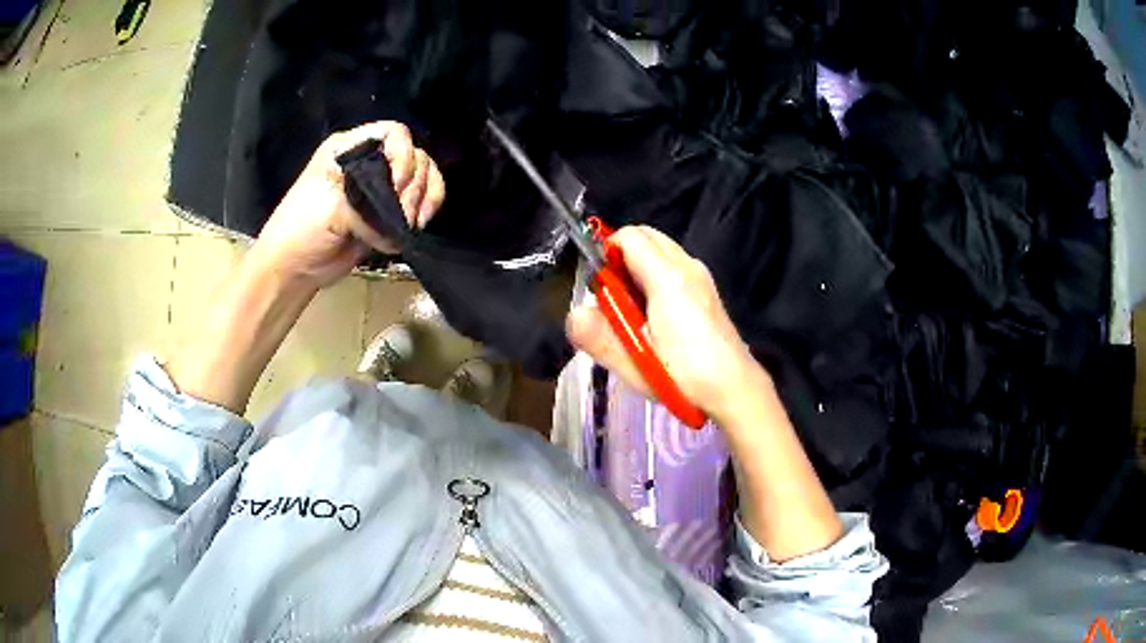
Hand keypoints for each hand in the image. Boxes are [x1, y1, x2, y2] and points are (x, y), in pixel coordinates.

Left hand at [246, 121, 444, 289]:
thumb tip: (398, 222)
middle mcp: (368, 161)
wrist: (295, 269)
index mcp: (349, 149)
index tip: (396, 186)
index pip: (394, 133)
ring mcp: (380, 186)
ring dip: (422, 200)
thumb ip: (368, 205)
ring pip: (423, 177)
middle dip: (413, 186)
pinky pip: (423, 200)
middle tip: (400, 215)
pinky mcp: (388, 211)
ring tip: (408, 225)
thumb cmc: (302, 230)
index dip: (403, 156)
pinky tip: (416, 226)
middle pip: (414, 156)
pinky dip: (426, 210)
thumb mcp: (331, 208)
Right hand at [566, 226, 769, 423]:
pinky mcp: (707, 289)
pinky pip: (674, 265)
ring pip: (661, 250)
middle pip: (647, 236)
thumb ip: (600, 337)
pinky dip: (656, 275)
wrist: (733, 388)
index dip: (606, 251)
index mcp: (668, 277)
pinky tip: (654, 314)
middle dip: (622, 255)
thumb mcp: (636, 363)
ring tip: (632, 308)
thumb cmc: (684, 375)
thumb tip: (573, 314)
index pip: (629, 236)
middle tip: (612, 295)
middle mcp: (687, 266)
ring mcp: (701, 276)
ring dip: (639, 266)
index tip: (598, 284)